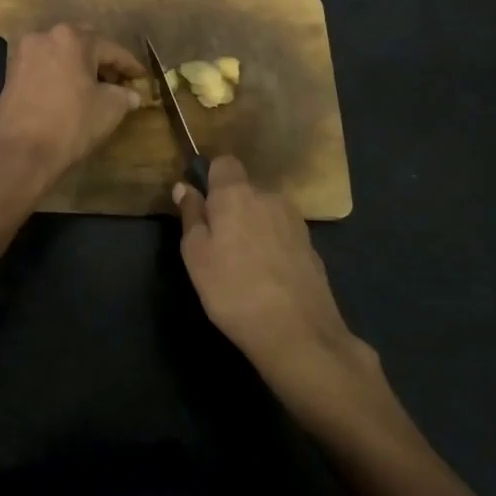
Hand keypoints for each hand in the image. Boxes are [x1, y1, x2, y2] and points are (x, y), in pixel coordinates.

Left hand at [0, 23, 144, 190]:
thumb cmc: (70, 124)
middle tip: (118, 80)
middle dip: (102, 60)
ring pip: (61, 53)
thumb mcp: (109, 109)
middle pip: (83, 44)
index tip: (142, 77)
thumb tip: (131, 94)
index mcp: (72, 38)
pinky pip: (44, 66)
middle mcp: (45, 36)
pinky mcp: (11, 72)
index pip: (111, 49)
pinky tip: (70, 92)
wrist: (20, 151)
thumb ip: (124, 96)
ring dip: (79, 66)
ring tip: (95, 87)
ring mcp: (24, 53)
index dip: (130, 65)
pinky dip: (60, 74)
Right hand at [175, 156, 395, 426]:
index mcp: (237, 193)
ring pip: (264, 211)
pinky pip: (281, 232)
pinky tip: (266, 275)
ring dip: (252, 225)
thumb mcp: (196, 255)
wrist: (298, 333)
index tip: (201, 205)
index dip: (210, 178)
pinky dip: (271, 244)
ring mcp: (295, 220)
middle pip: (245, 188)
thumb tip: (184, 186)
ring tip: (243, 262)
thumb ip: (191, 215)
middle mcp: (269, 196)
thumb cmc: (233, 290)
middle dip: (231, 206)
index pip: (224, 162)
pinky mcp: (311, 245)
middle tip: (217, 242)